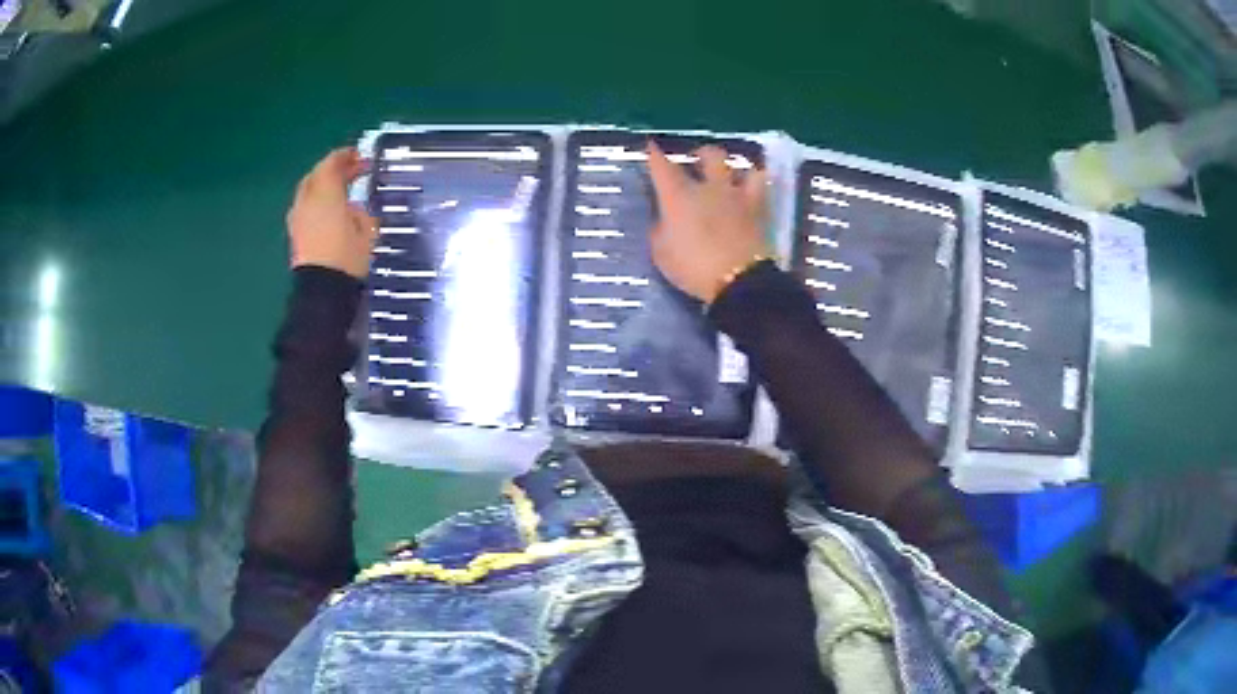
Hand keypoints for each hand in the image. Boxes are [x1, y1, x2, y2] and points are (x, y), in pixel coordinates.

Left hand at [286, 147, 378, 278]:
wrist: (322, 291)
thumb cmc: (348, 257)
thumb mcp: (366, 230)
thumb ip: (360, 211)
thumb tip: (353, 207)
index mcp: (326, 193)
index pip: (332, 163)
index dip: (346, 156)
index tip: (360, 156)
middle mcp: (307, 199)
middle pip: (317, 174)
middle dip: (333, 169)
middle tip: (351, 171)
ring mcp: (298, 216)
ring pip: (308, 190)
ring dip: (323, 185)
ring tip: (339, 190)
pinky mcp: (295, 233)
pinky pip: (305, 206)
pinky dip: (316, 201)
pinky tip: (328, 210)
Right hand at [646, 141, 768, 303]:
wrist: (738, 281)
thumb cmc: (693, 268)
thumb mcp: (662, 253)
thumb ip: (660, 230)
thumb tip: (663, 219)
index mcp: (679, 195)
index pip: (662, 166)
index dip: (654, 154)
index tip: (651, 146)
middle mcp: (709, 187)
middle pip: (708, 155)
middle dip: (701, 154)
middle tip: (698, 162)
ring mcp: (737, 195)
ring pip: (740, 165)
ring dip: (734, 167)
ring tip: (731, 175)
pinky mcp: (760, 209)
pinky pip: (762, 184)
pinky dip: (755, 182)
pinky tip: (753, 188)